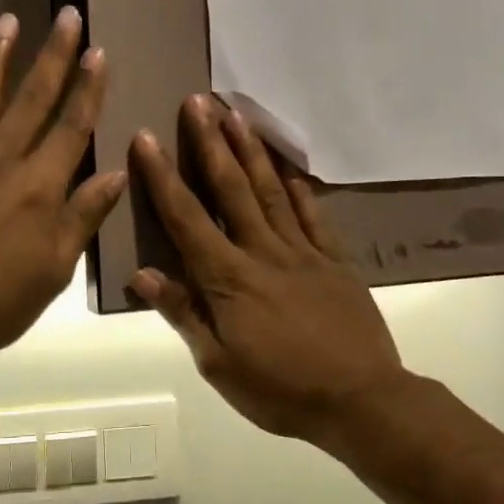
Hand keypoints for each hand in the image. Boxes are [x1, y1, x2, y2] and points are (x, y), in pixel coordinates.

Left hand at [0, 9, 126, 371]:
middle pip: (32, 99)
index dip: (88, 87)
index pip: (72, 125)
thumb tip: (116, 171)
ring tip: (6, 21)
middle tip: (66, 16)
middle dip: (53, 55)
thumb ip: (84, 215)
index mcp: (39, 186)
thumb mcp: (56, 268)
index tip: (99, 52)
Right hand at [128, 96, 407, 444]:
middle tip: (197, 101)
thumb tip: (142, 274)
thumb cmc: (280, 390)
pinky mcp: (335, 260)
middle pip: (231, 188)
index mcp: (228, 278)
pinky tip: (288, 167)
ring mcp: (303, 251)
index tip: (146, 137)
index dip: (163, 176)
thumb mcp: (219, 365)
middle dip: (210, 142)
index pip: (187, 218)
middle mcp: (263, 251)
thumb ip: (183, 314)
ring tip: (236, 114)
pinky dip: (299, 188)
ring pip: (271, 190)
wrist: (361, 402)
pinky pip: (313, 215)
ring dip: (251, 150)